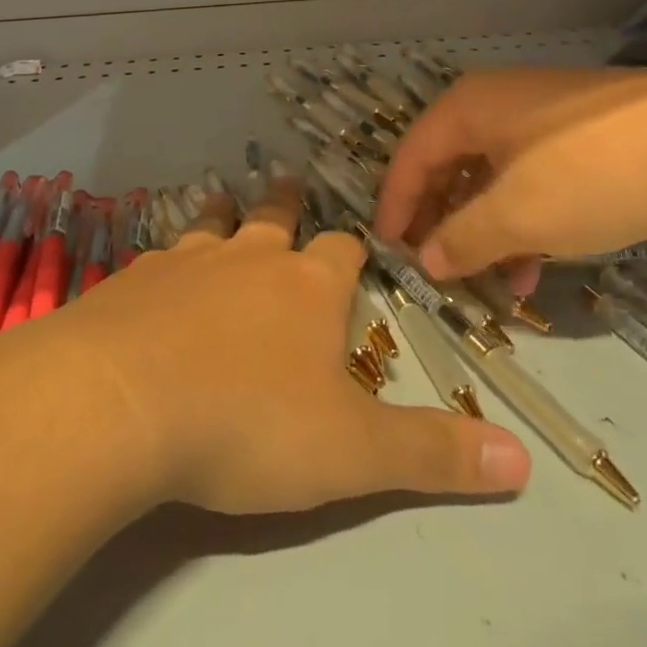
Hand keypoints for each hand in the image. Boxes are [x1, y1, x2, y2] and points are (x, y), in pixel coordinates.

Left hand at [59, 179, 529, 514]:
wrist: (121, 401)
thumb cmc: (248, 423)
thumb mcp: (352, 452)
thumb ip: (432, 453)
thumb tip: (524, 462)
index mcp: (307, 285)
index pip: (343, 249)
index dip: (354, 248)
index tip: (357, 248)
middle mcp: (248, 257)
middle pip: (274, 216)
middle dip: (287, 203)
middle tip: (289, 184)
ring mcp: (185, 260)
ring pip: (212, 224)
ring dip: (223, 215)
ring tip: (225, 202)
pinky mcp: (132, 279)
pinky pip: (157, 257)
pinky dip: (166, 260)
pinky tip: (155, 274)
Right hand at [374, 65, 646, 282]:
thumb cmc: (596, 170)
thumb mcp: (520, 214)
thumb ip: (464, 239)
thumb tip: (425, 260)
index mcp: (468, 108)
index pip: (411, 158)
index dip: (395, 207)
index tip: (387, 253)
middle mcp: (495, 106)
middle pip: (449, 167)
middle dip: (441, 222)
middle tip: (435, 271)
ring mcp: (541, 119)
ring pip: (492, 179)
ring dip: (485, 230)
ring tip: (488, 281)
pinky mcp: (580, 138)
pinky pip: (531, 181)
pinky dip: (523, 221)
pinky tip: (536, 264)